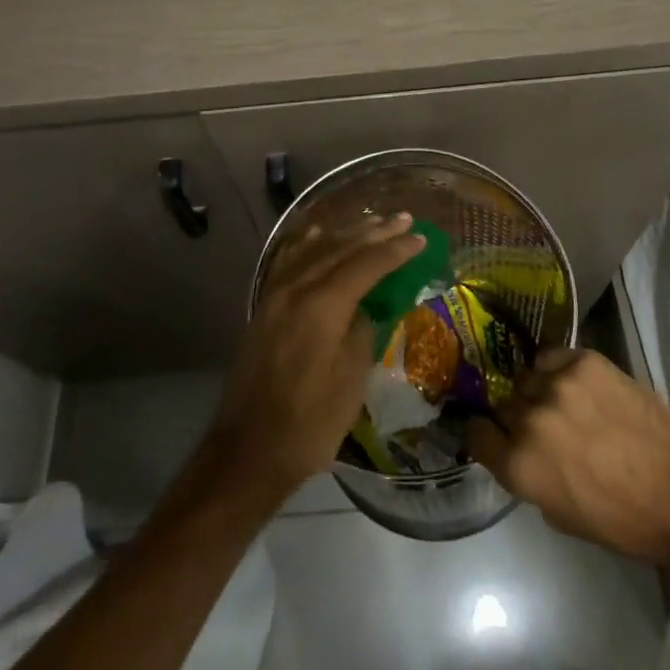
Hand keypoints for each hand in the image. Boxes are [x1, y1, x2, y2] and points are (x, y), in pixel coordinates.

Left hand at [204, 213, 425, 512]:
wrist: (249, 450)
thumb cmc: (310, 422)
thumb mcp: (351, 380)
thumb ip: (362, 331)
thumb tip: (366, 306)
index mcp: (323, 305)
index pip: (367, 264)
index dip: (396, 250)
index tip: (420, 238)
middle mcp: (297, 288)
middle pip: (341, 248)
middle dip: (375, 233)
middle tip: (403, 219)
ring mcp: (275, 294)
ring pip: (315, 249)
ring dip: (345, 234)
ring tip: (371, 222)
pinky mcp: (264, 306)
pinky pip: (289, 260)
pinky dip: (307, 243)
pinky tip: (317, 233)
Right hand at [469, 348, 669, 569]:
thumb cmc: (621, 521)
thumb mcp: (558, 513)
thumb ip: (528, 474)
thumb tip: (516, 447)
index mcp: (519, 465)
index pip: (474, 432)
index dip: (483, 434)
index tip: (493, 434)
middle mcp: (529, 419)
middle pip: (503, 402)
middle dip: (516, 414)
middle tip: (541, 425)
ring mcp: (557, 384)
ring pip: (528, 376)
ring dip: (539, 390)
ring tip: (563, 402)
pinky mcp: (585, 360)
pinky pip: (554, 356)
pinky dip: (560, 368)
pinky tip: (578, 384)